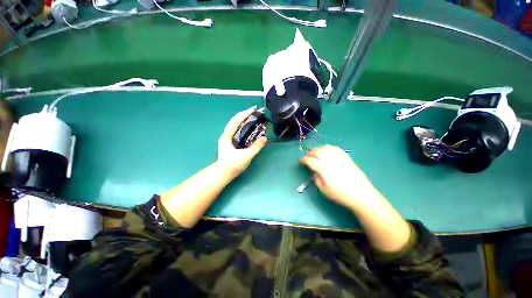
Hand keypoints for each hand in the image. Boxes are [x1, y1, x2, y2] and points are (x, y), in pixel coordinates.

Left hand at [217, 106, 267, 178]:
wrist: (223, 173)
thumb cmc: (233, 165)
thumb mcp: (246, 156)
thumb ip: (256, 147)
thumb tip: (265, 138)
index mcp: (227, 136)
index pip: (236, 121)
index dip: (245, 114)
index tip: (254, 109)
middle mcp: (226, 135)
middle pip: (236, 121)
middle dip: (246, 115)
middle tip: (257, 112)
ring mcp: (228, 138)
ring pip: (237, 125)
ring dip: (245, 119)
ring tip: (255, 116)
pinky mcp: (231, 141)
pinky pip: (239, 130)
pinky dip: (245, 126)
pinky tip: (251, 126)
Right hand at [300, 145, 380, 209]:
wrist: (361, 194)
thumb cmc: (340, 194)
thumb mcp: (323, 189)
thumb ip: (316, 178)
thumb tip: (314, 171)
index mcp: (323, 168)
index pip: (310, 160)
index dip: (303, 160)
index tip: (300, 161)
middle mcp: (330, 160)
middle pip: (316, 151)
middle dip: (309, 153)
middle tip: (307, 157)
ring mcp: (338, 157)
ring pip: (324, 148)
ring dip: (317, 149)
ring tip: (315, 153)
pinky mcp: (345, 156)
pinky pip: (334, 148)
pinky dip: (327, 147)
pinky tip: (326, 150)